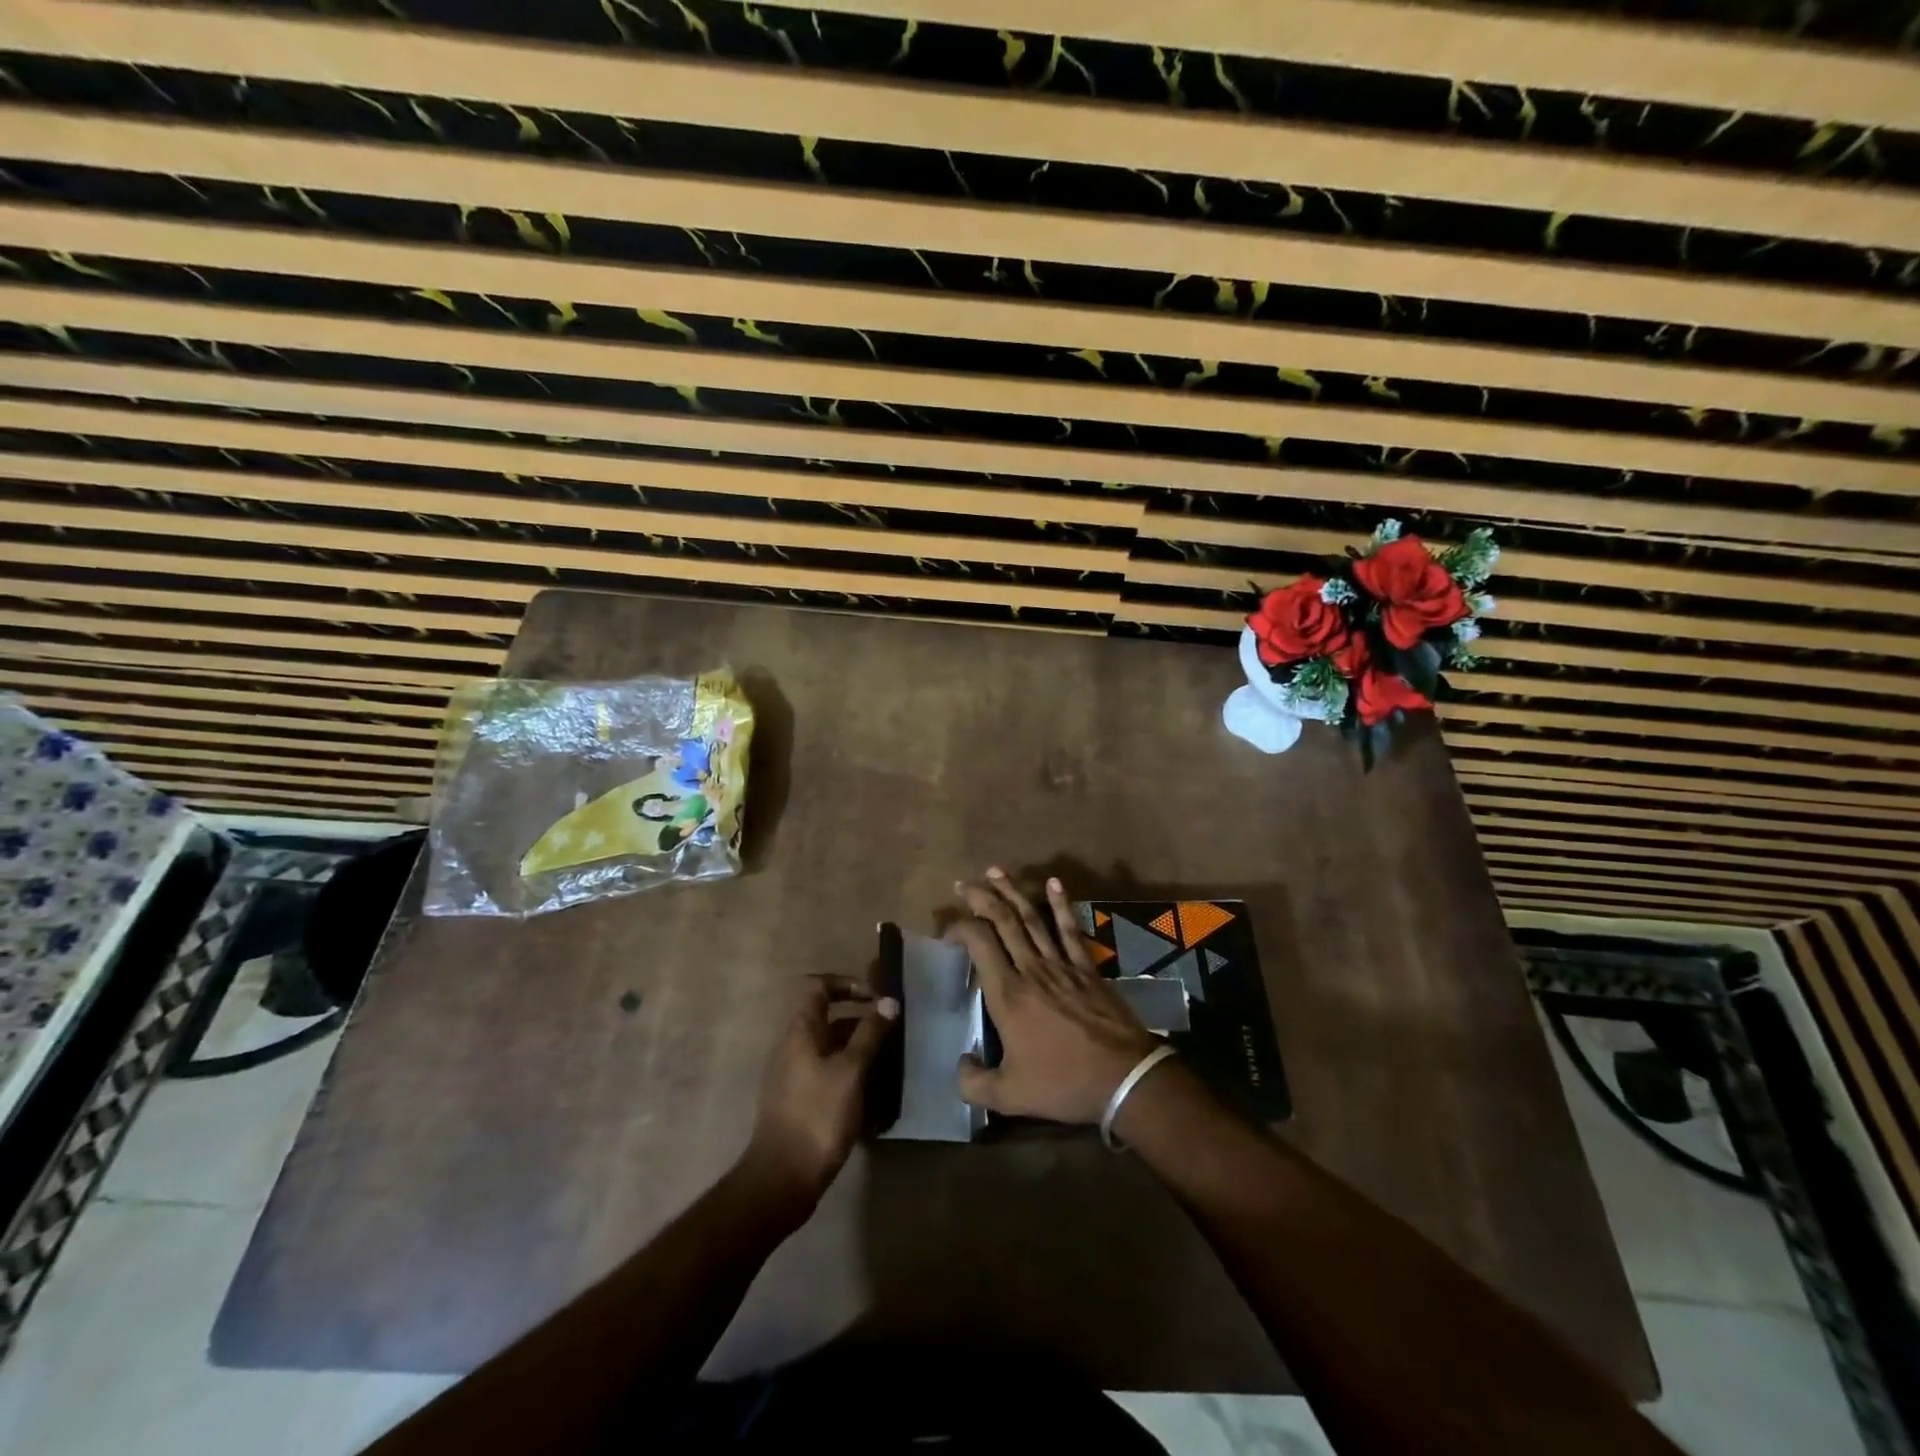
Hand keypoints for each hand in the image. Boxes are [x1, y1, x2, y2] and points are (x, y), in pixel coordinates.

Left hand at [743, 975, 897, 1205]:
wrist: (782, 1179)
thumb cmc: (817, 1115)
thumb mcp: (851, 1071)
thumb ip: (870, 1034)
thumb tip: (889, 1001)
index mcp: (800, 1032)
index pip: (818, 987)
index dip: (846, 984)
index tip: (875, 997)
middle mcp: (793, 1048)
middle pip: (827, 1019)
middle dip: (861, 1022)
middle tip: (892, 1033)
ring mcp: (794, 1077)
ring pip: (830, 1050)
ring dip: (858, 1051)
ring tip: (889, 1064)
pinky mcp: (799, 1103)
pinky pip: (828, 1075)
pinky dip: (850, 1076)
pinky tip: (873, 1096)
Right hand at [949, 869, 1159, 1123]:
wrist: (1123, 1078)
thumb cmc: (1063, 1084)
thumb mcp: (1009, 1096)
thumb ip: (974, 1083)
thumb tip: (960, 1064)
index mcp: (1007, 994)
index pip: (978, 943)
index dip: (959, 928)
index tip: (948, 930)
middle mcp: (1031, 969)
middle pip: (1002, 921)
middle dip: (980, 898)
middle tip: (962, 884)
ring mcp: (1061, 964)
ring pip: (1032, 918)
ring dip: (1012, 892)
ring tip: (995, 871)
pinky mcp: (1087, 967)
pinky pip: (1070, 929)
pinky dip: (1061, 904)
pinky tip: (1054, 883)